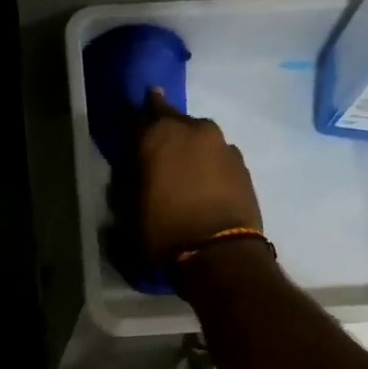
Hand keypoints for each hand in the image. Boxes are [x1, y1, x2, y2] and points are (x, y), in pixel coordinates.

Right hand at [135, 87, 262, 266]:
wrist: (220, 252)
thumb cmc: (165, 233)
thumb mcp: (131, 213)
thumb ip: (129, 184)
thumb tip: (133, 173)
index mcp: (156, 136)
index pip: (135, 120)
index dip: (129, 129)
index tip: (126, 136)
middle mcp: (190, 129)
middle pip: (171, 117)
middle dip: (160, 122)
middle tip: (154, 136)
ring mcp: (220, 143)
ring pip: (197, 132)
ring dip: (187, 141)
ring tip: (182, 161)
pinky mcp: (240, 161)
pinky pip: (217, 152)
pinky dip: (207, 160)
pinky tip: (204, 177)